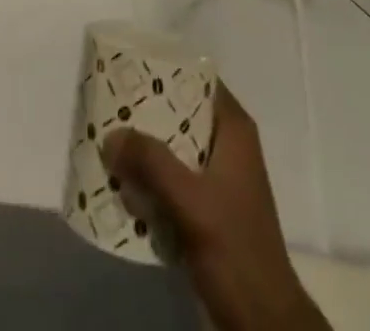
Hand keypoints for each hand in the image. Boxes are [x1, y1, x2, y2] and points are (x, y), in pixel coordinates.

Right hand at [104, 82, 327, 330]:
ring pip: (172, 146)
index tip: (127, 64)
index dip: (163, 68)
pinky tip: (121, 182)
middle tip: (106, 104)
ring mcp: (217, 177)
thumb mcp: (191, 201)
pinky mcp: (207, 207)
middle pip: (178, 112)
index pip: (196, 77)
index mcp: (233, 129)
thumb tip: (110, 134)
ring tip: (106, 140)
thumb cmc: (235, 249)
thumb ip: (151, 163)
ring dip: (143, 148)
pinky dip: (149, 178)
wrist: (263, 323)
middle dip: (144, 112)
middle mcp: (226, 144)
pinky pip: (171, 178)